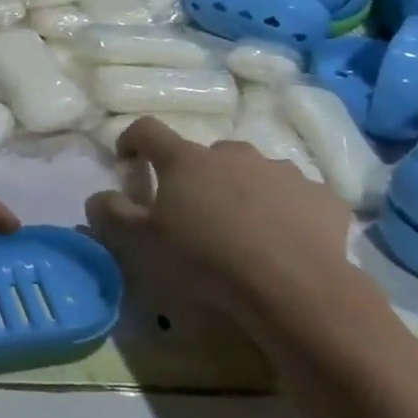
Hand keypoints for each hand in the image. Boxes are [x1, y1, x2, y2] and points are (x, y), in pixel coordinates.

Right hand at [84, 117, 369, 354]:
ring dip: (241, 191)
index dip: (132, 140)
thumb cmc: (206, 259)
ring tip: (244, 231)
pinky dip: (284, 210)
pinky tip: (285, 241)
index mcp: (186, 160)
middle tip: (194, 214)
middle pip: (204, 155)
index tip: (129, 161)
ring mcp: (280, 170)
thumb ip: (112, 214)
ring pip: (252, 172)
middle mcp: (232, 152)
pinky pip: (294, 196)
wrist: (294, 287)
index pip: (148, 130)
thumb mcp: (143, 243)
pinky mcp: (320, 195)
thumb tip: (97, 196)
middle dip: (195, 177)